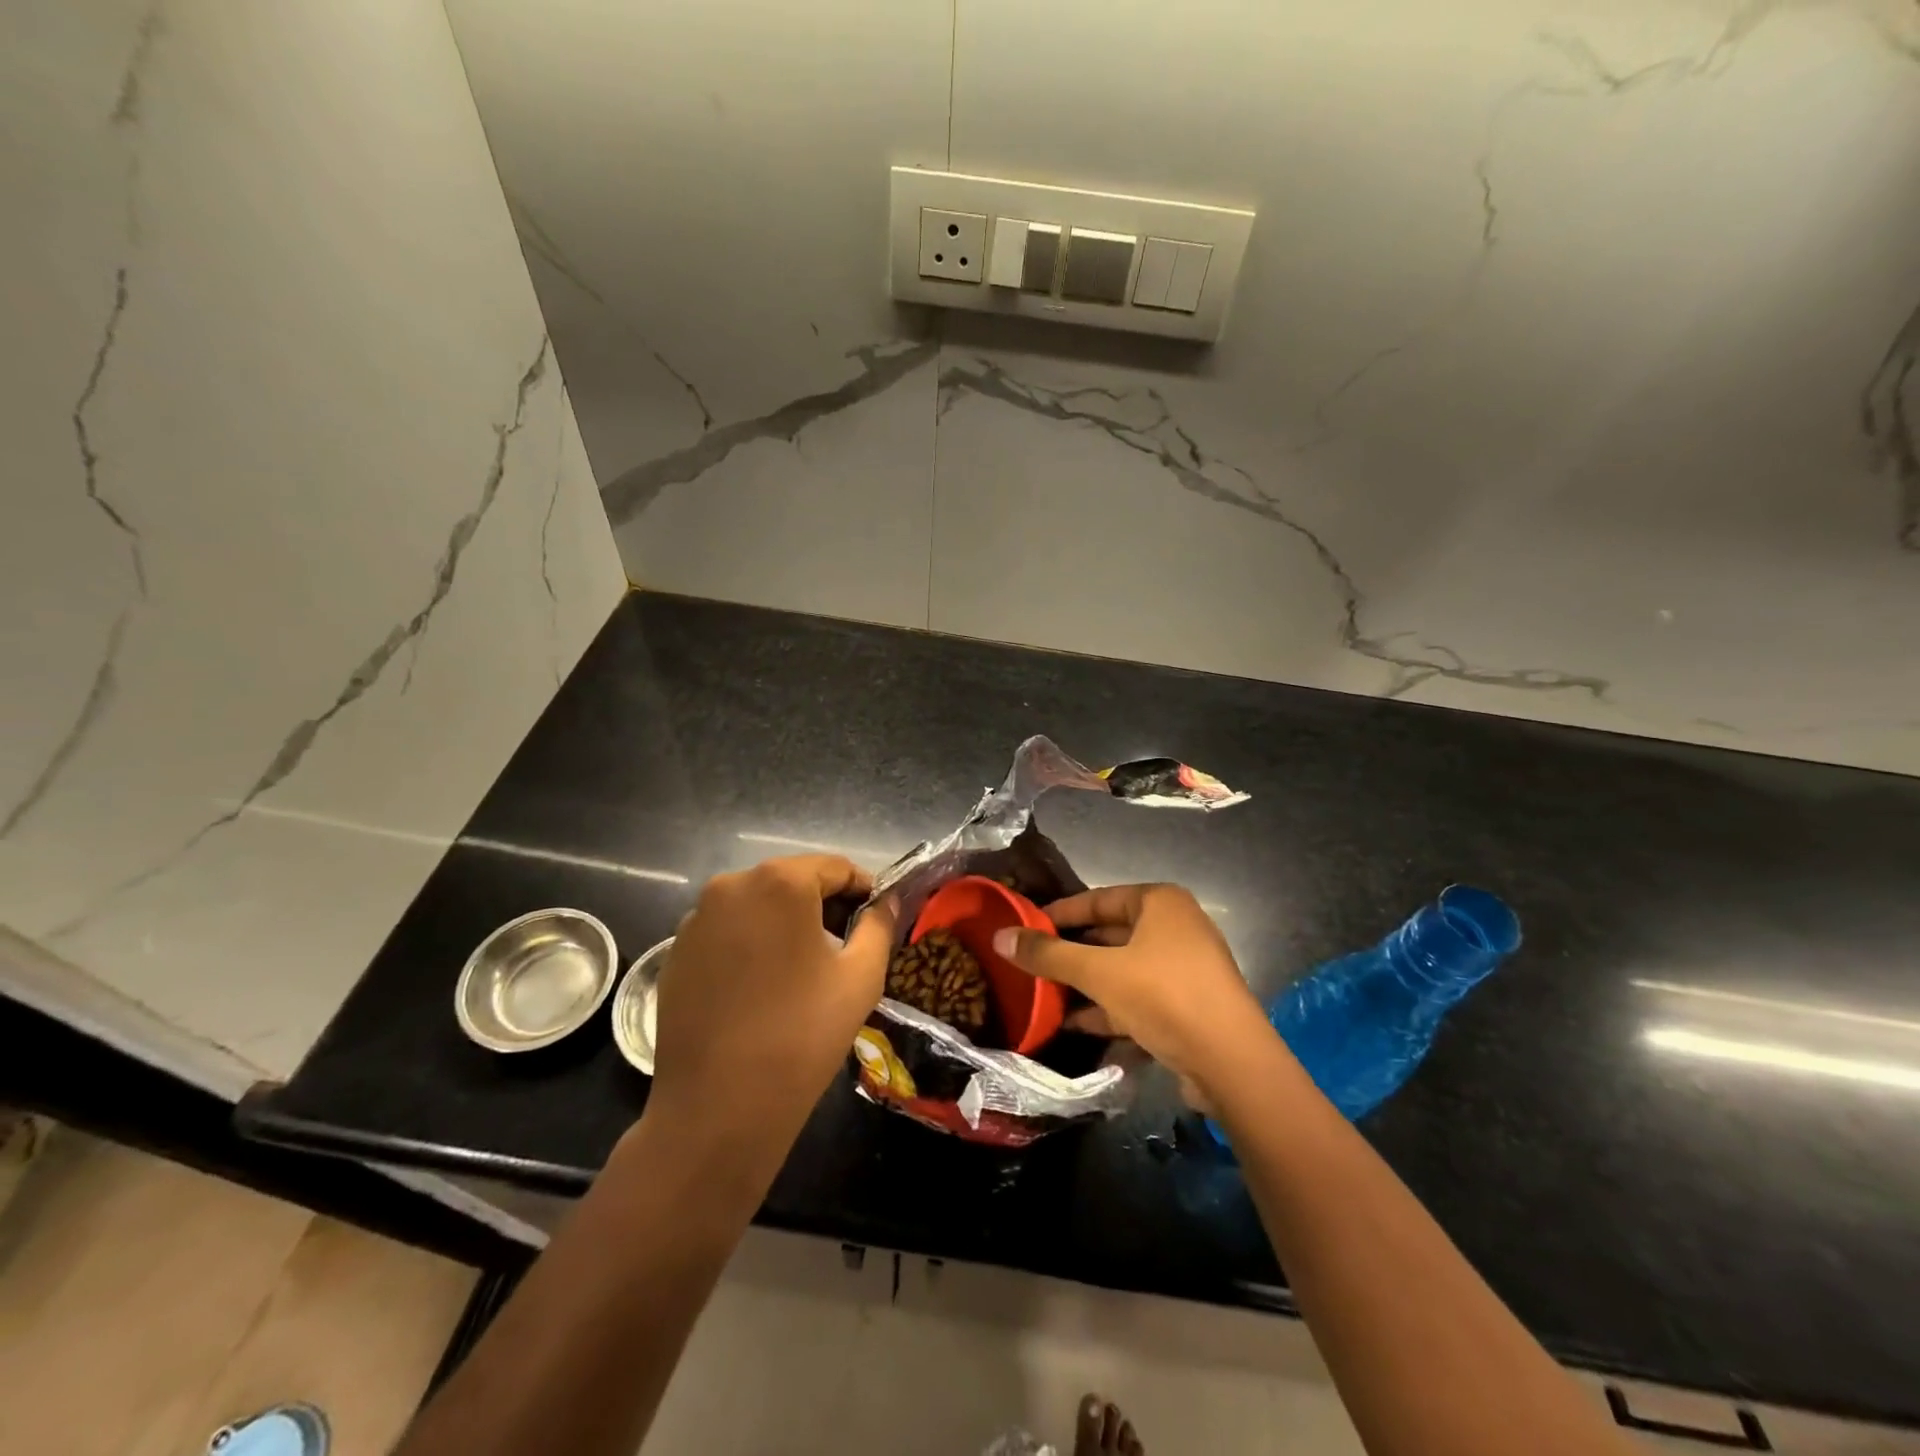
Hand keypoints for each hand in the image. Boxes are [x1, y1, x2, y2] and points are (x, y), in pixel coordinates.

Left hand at [646, 855, 896, 1192]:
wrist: (718, 1108)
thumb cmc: (802, 1034)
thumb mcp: (861, 977)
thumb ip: (879, 925)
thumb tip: (886, 901)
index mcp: (780, 881)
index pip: (836, 867)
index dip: (863, 890)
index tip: (877, 921)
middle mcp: (732, 885)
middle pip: (792, 882)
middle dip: (823, 906)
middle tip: (844, 948)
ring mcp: (696, 919)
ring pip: (757, 907)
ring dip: (784, 925)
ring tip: (802, 972)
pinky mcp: (674, 953)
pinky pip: (726, 933)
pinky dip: (750, 945)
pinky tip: (761, 989)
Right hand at [992, 883, 1272, 1104]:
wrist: (1232, 1063)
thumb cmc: (1164, 996)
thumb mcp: (1099, 972)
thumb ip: (1048, 955)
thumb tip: (1000, 936)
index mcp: (1160, 903)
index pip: (1098, 898)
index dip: (1060, 913)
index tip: (1026, 926)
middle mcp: (1176, 927)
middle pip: (1110, 934)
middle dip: (1071, 952)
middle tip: (1030, 963)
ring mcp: (1184, 969)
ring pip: (1123, 969)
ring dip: (1086, 984)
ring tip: (1044, 996)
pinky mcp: (1187, 1006)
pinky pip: (1138, 998)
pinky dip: (1108, 1008)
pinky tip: (1074, 1025)